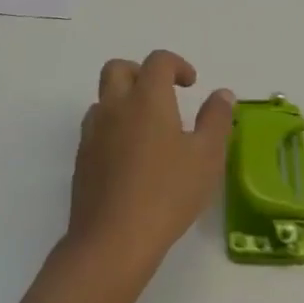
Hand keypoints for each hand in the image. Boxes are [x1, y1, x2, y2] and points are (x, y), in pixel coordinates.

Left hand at [67, 51, 233, 281]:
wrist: (112, 241)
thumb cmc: (167, 193)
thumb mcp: (207, 157)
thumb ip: (216, 119)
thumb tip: (222, 94)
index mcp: (147, 98)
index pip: (158, 61)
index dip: (176, 64)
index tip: (191, 84)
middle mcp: (115, 106)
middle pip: (118, 69)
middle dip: (140, 73)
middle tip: (162, 95)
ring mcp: (93, 132)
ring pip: (104, 99)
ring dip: (124, 101)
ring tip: (148, 130)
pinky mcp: (81, 159)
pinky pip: (96, 129)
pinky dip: (112, 129)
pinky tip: (130, 159)